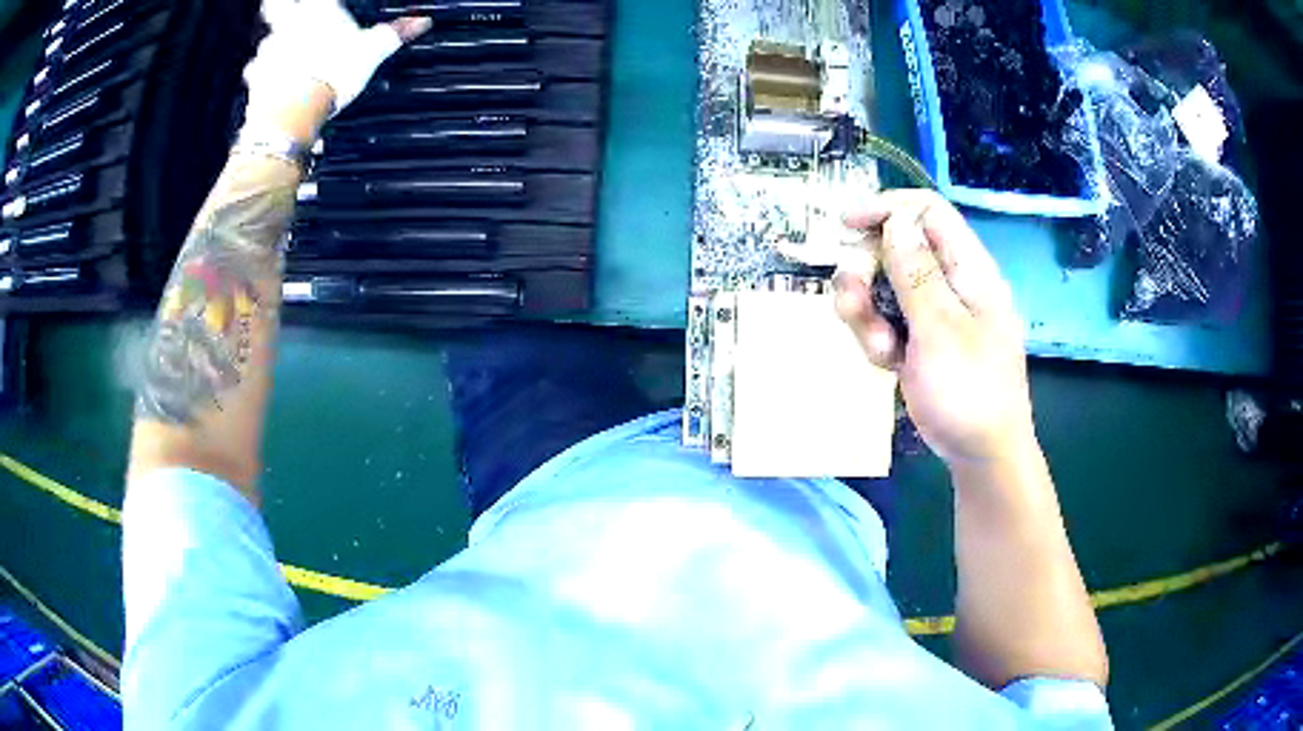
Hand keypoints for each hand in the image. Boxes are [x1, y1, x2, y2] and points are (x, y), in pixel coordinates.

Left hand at [242, 1, 432, 141]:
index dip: (299, 1)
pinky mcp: (254, 81)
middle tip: (290, 22)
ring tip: (289, 64)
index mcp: (315, 9)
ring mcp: (266, 53)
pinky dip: (265, 81)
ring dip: (274, 50)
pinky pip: (257, 76)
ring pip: (266, 44)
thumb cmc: (330, 73)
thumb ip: (394, 33)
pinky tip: (276, 89)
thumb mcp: (372, 51)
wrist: (293, 113)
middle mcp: (286, 25)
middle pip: (274, 9)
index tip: (306, 4)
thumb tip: (421, 23)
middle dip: (279, 14)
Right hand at [832, 189, 1035, 466]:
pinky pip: (884, 321)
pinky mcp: (917, 341)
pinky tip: (884, 364)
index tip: (847, 225)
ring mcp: (932, 314)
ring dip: (866, 312)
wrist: (980, 454)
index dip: (887, 209)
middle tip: (853, 303)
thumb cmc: (971, 391)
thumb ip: (916, 273)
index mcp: (968, 269)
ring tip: (876, 347)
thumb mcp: (941, 330)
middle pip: (895, 248)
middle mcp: (949, 283)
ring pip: (882, 287)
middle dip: (866, 272)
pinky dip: (875, 338)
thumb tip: (896, 219)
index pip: (927, 213)